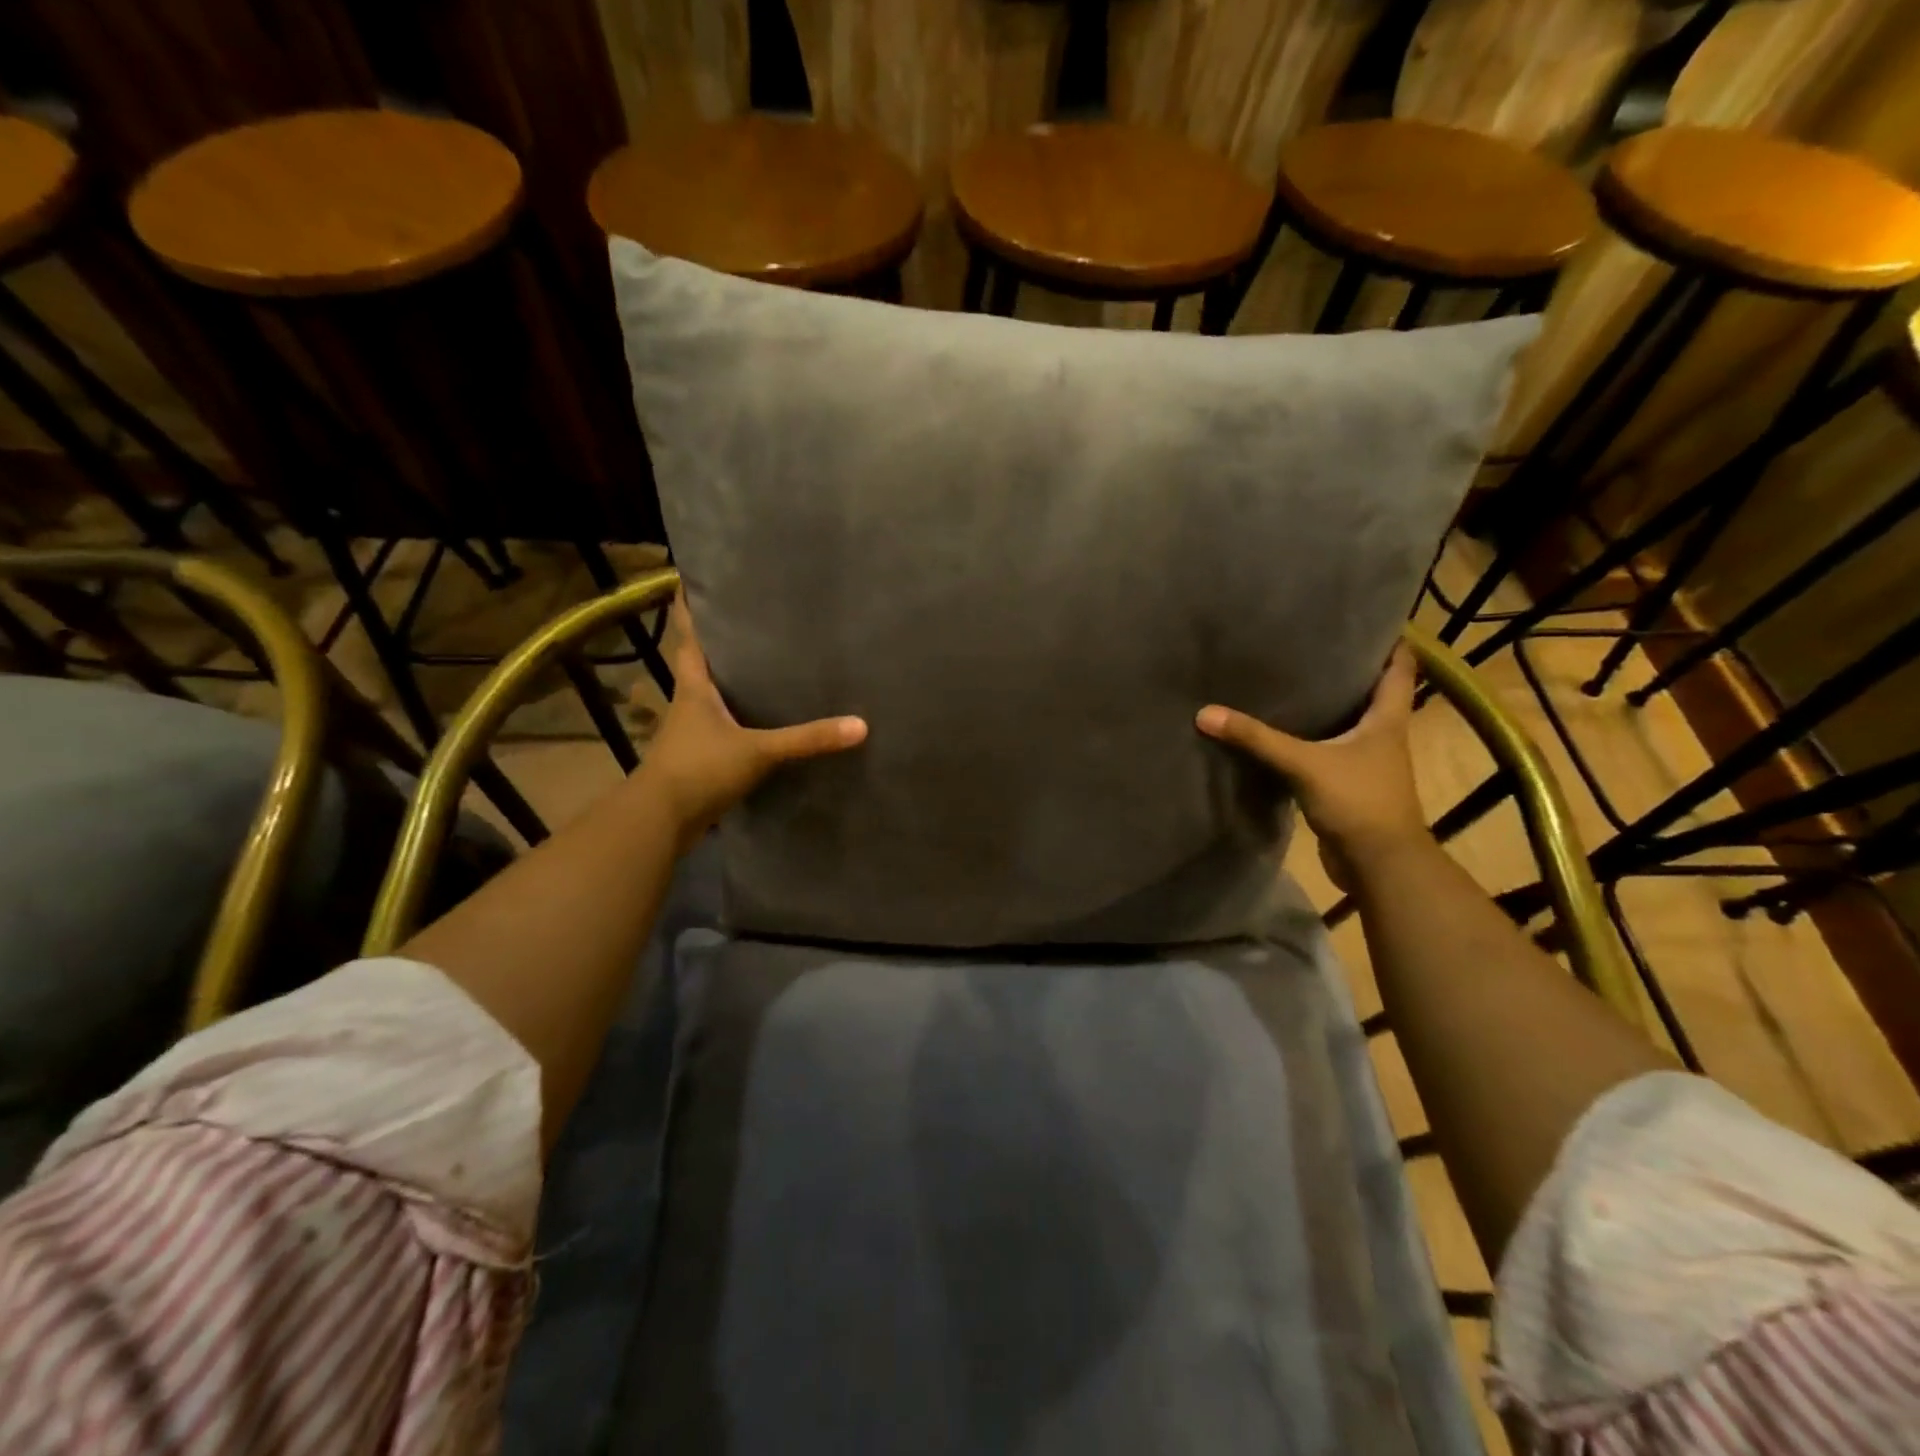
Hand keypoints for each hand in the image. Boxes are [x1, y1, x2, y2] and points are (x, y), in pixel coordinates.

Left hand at [635, 595, 866, 846]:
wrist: (660, 821)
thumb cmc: (700, 769)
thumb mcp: (759, 751)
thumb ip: (806, 739)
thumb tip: (860, 726)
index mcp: (694, 687)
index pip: (690, 636)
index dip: (691, 608)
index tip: (695, 581)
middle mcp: (688, 703)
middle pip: (701, 663)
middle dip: (720, 642)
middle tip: (750, 618)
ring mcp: (691, 733)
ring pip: (711, 697)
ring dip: (729, 682)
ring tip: (763, 664)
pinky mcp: (699, 759)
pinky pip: (721, 728)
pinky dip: (737, 719)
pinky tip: (761, 720)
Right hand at [1195, 644, 1427, 887]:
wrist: (1379, 864)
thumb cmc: (1358, 801)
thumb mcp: (1304, 764)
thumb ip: (1257, 739)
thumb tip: (1206, 713)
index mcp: (1387, 719)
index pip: (1399, 668)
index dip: (1389, 641)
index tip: (1365, 618)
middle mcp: (1383, 736)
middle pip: (1371, 692)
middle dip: (1346, 670)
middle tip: (1310, 644)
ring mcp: (1367, 763)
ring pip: (1348, 724)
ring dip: (1327, 706)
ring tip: (1291, 681)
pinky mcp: (1348, 786)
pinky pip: (1328, 752)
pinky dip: (1311, 740)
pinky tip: (1283, 734)